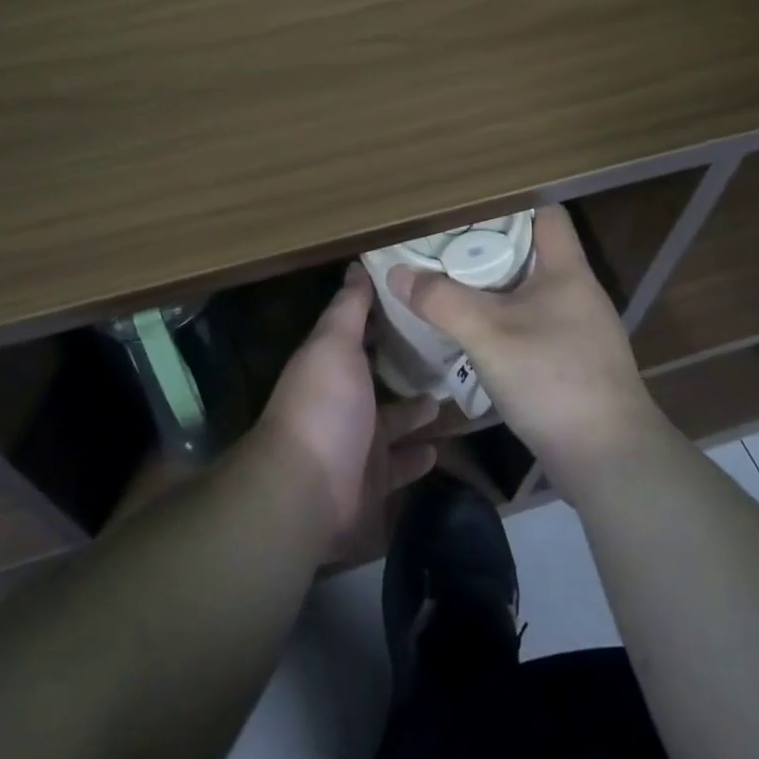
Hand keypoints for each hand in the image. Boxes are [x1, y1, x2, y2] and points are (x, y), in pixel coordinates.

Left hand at [258, 263, 439, 548]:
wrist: (307, 493)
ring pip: (393, 423)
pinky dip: (418, 456)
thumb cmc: (323, 406)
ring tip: (452, 394)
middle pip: (377, 379)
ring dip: (416, 411)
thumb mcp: (335, 344)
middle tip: (448, 350)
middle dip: (405, 366)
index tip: (418, 300)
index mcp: (330, 366)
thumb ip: (349, 307)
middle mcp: (342, 402)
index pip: (358, 334)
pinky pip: (400, 465)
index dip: (382, 317)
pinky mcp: (373, 482)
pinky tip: (441, 445)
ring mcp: (357, 444)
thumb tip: (356, 265)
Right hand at [387, 204, 661, 494]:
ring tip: (450, 284)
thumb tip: (397, 273)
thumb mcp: (488, 335)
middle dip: (488, 246)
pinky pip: (532, 322)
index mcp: (567, 270)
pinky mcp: (574, 361)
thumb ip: (441, 300)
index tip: (466, 208)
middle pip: (532, 250)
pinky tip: (475, 333)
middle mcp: (577, 292)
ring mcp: (579, 329)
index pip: (546, 213)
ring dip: (493, 286)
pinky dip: (504, 319)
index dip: (509, 203)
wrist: (609, 460)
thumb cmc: (553, 380)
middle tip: (444, 246)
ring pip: (529, 290)